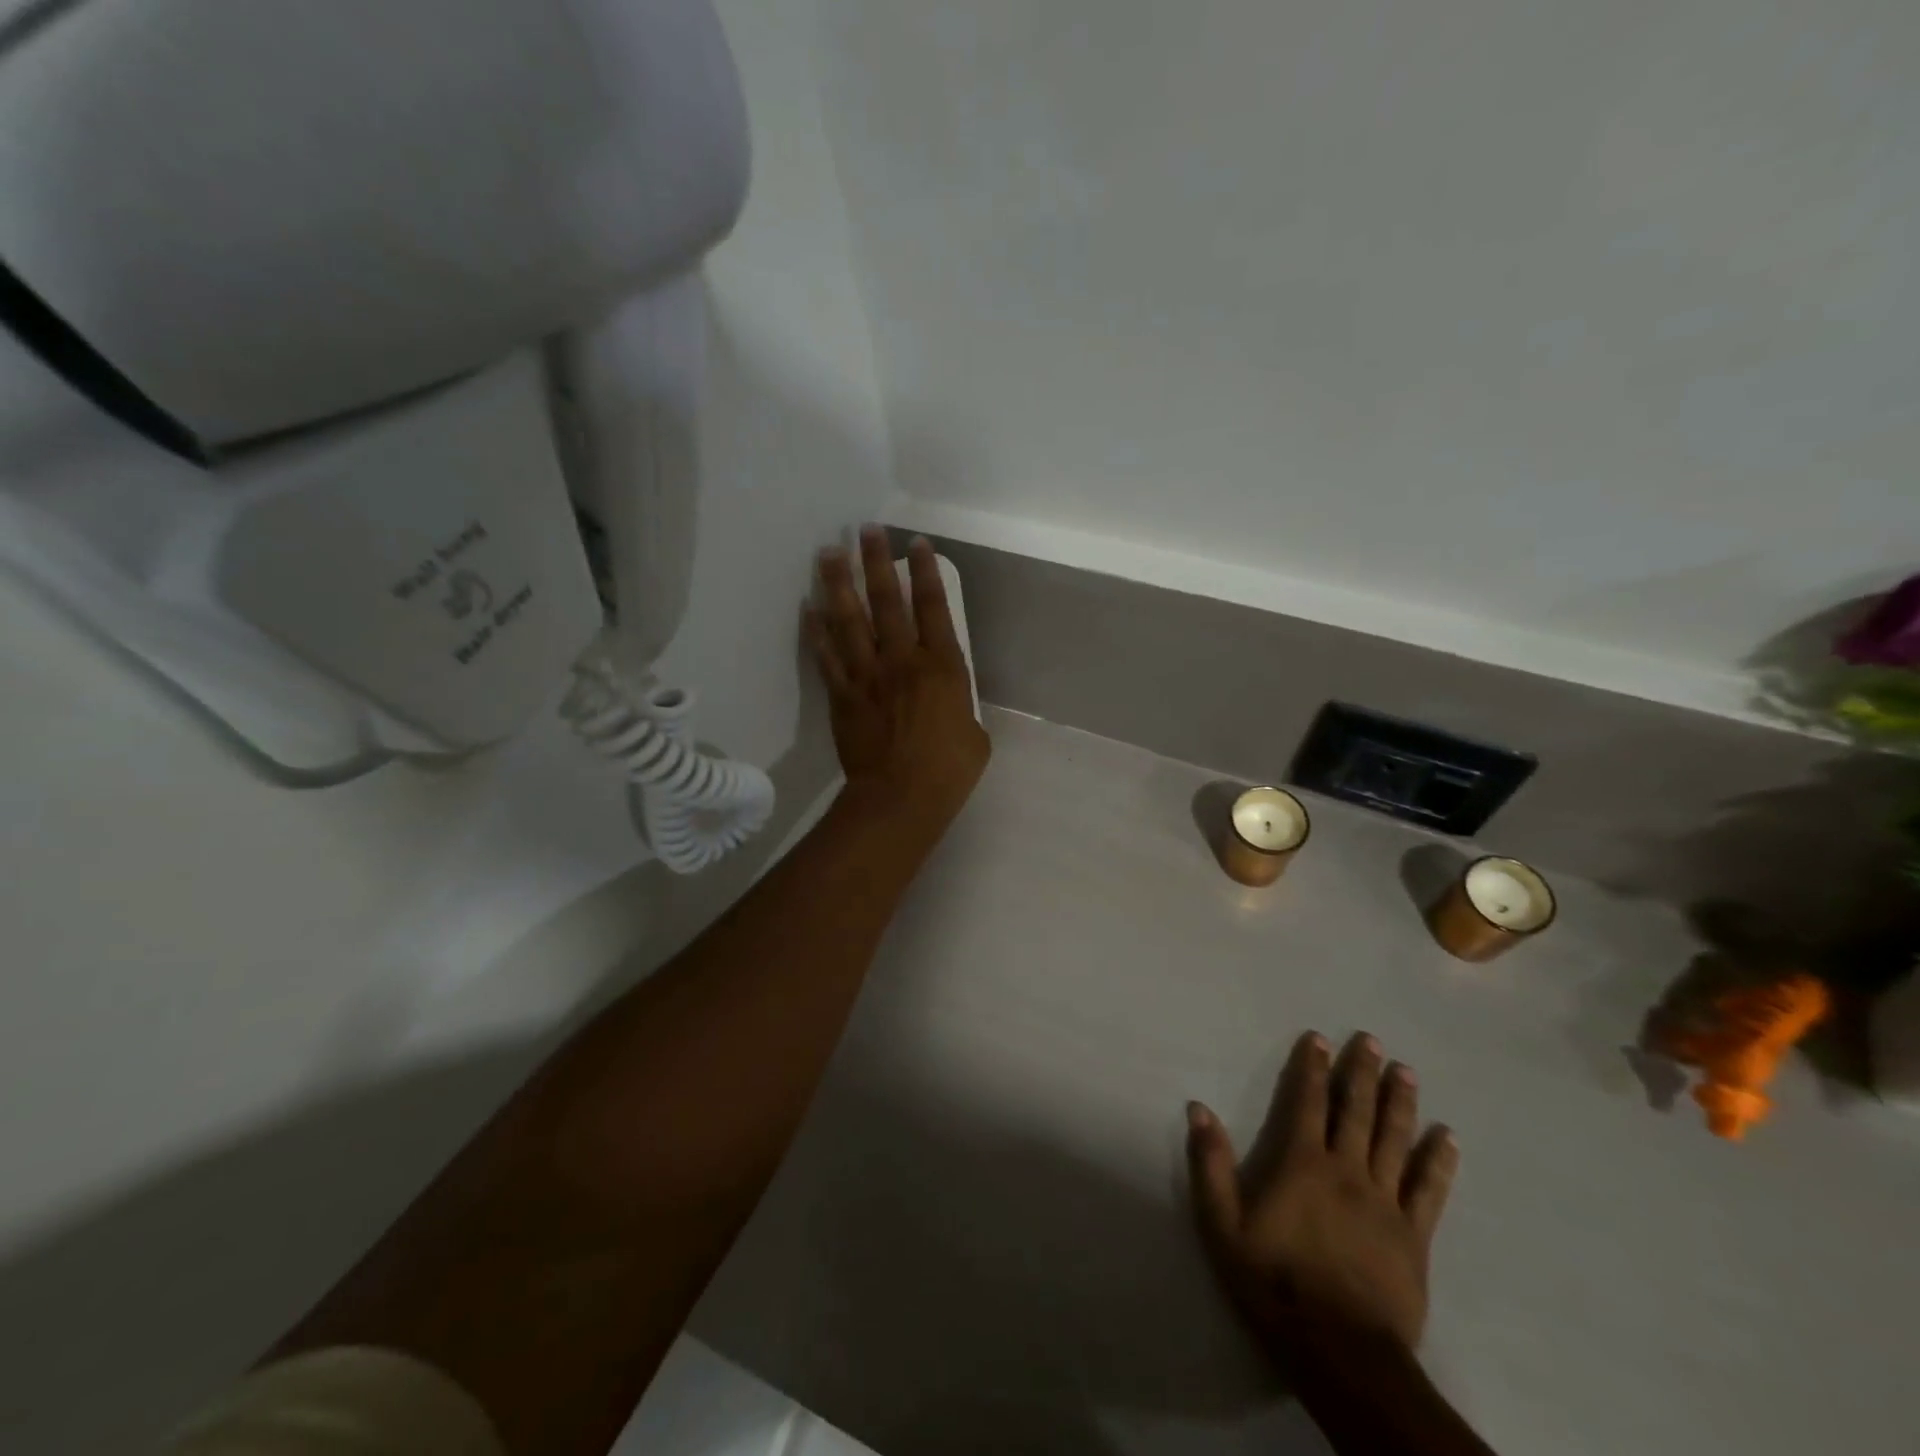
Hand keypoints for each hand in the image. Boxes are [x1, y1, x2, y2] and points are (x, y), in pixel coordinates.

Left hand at [807, 526, 989, 829]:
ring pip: (849, 620)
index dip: (924, 572)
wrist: (899, 798)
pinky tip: (807, 608)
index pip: (932, 607)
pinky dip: (816, 631)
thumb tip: (948, 701)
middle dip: (876, 562)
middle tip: (865, 530)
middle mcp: (902, 660)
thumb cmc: (948, 770)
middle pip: (886, 602)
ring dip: (838, 584)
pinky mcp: (843, 695)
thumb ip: (959, 706)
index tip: (915, 543)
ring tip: (828, 553)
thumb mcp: (974, 734)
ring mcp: (868, 675)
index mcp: (942, 666)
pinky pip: (827, 656)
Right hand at [1187, 1031, 1459, 1355]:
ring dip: (1400, 1102)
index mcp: (1302, 1163)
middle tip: (1372, 1040)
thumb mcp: (1223, 1224)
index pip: (1307, 1102)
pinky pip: (1430, 1190)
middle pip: (1357, 1111)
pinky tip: (1448, 1138)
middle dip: (1362, 1073)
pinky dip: (1439, 1161)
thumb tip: (1198, 1108)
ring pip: (1396, 1140)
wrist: (1340, 1351)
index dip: (1312, 1068)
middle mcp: (1347, 1171)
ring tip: (1406, 1071)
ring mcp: (1385, 1202)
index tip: (1319, 1039)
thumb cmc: (1273, 1281)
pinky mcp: (1414, 1236)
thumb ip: (1211, 1164)